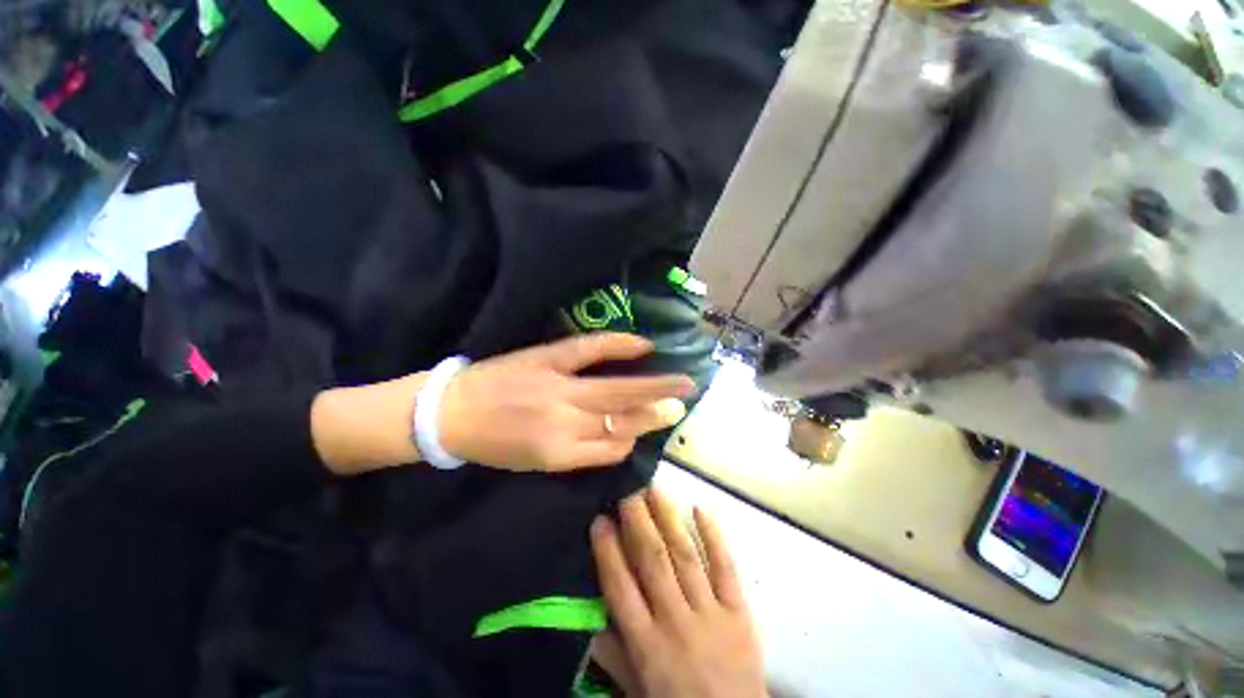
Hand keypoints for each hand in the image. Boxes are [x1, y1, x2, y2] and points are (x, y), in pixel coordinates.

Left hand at [439, 334, 693, 471]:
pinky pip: (591, 350)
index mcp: (560, 453)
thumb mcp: (534, 462)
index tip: (648, 426)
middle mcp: (566, 422)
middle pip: (623, 418)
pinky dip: (620, 345)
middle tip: (687, 400)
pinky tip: (644, 344)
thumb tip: (614, 440)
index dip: (634, 438)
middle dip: (658, 411)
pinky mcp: (549, 358)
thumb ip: (576, 453)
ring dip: (651, 387)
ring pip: (616, 391)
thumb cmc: (492, 443)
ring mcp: (560, 386)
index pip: (614, 448)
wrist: (449, 412)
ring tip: (679, 382)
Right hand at [590, 489, 765, 697]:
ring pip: (685, 555)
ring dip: (668, 518)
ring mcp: (711, 613)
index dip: (608, 550)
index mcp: (647, 645)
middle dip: (638, 521)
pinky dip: (714, 536)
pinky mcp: (740, 611)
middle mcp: (676, 621)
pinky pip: (726, 567)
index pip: (620, 587)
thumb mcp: (636, 689)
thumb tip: (587, 614)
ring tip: (655, 489)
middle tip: (628, 489)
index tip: (599, 519)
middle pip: (653, 561)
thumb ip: (612, 652)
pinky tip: (700, 508)